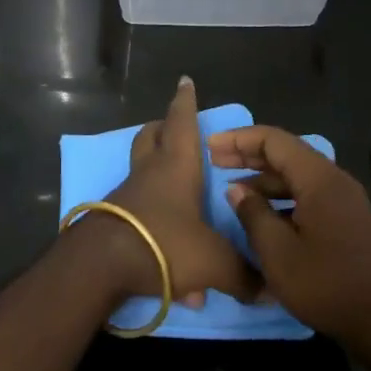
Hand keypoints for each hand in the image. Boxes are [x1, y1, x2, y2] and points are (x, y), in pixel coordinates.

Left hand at [92, 77, 260, 308]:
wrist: (101, 266)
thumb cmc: (163, 243)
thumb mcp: (213, 262)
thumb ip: (243, 274)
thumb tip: (270, 290)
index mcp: (176, 165)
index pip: (181, 120)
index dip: (185, 101)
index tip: (184, 81)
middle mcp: (150, 172)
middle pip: (151, 137)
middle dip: (162, 129)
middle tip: (173, 129)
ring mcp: (128, 196)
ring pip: (142, 173)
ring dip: (158, 178)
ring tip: (183, 202)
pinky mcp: (115, 221)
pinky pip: (140, 215)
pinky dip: (158, 229)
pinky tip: (178, 277)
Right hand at [209, 125, 370, 350]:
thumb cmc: (327, 284)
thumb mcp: (277, 252)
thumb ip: (253, 214)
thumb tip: (236, 189)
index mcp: (318, 177)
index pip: (273, 140)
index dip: (239, 140)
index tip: (209, 147)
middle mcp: (333, 179)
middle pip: (286, 153)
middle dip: (249, 154)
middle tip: (215, 161)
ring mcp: (344, 200)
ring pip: (297, 175)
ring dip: (265, 178)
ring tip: (233, 189)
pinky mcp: (348, 221)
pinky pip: (308, 194)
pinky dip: (282, 197)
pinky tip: (264, 216)